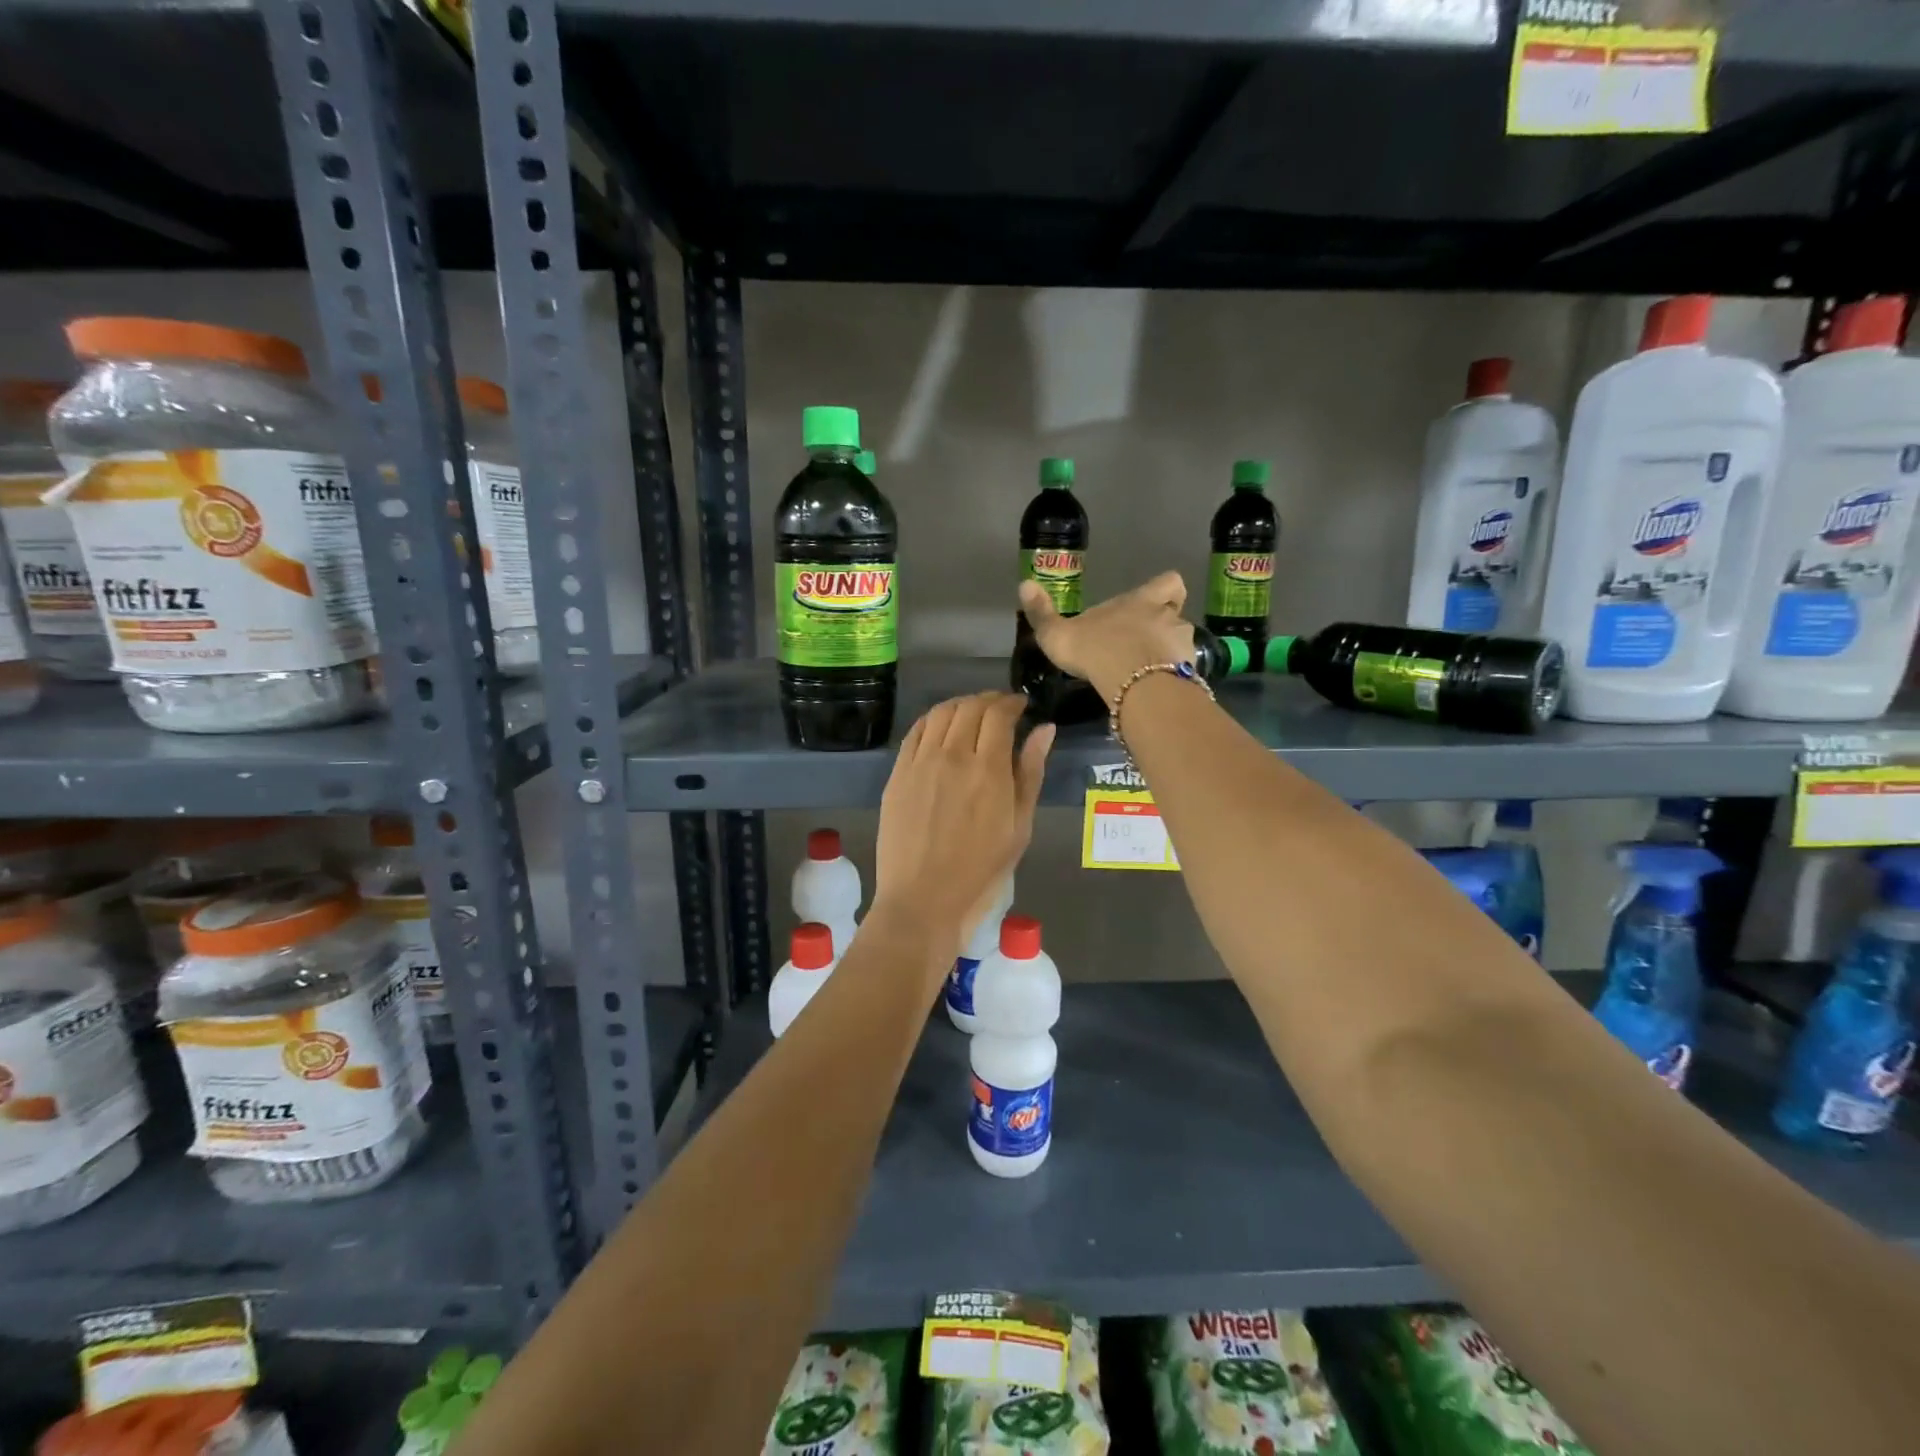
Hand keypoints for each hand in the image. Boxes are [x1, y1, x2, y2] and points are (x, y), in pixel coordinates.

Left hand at [873, 693, 1052, 981]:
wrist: (923, 898)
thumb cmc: (981, 870)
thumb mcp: (1019, 825)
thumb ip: (1031, 772)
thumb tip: (1044, 728)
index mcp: (988, 769)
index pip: (998, 714)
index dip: (1011, 702)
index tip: (1021, 706)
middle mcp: (952, 755)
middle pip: (969, 707)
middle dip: (989, 701)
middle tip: (1001, 709)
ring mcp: (919, 762)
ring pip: (941, 713)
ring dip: (961, 705)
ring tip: (973, 714)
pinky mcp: (897, 773)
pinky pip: (916, 732)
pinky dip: (933, 720)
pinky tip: (942, 728)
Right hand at [1019, 572, 1195, 699]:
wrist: (1132, 682)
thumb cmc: (1095, 649)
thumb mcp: (1058, 633)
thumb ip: (1042, 613)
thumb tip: (1024, 583)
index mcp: (1141, 601)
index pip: (1169, 583)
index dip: (1165, 590)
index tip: (1156, 601)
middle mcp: (1167, 617)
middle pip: (1178, 615)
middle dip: (1165, 629)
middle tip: (1145, 646)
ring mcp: (1181, 645)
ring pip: (1182, 645)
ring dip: (1170, 657)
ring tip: (1150, 675)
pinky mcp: (1188, 673)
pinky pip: (1184, 673)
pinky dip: (1173, 681)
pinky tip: (1156, 692)